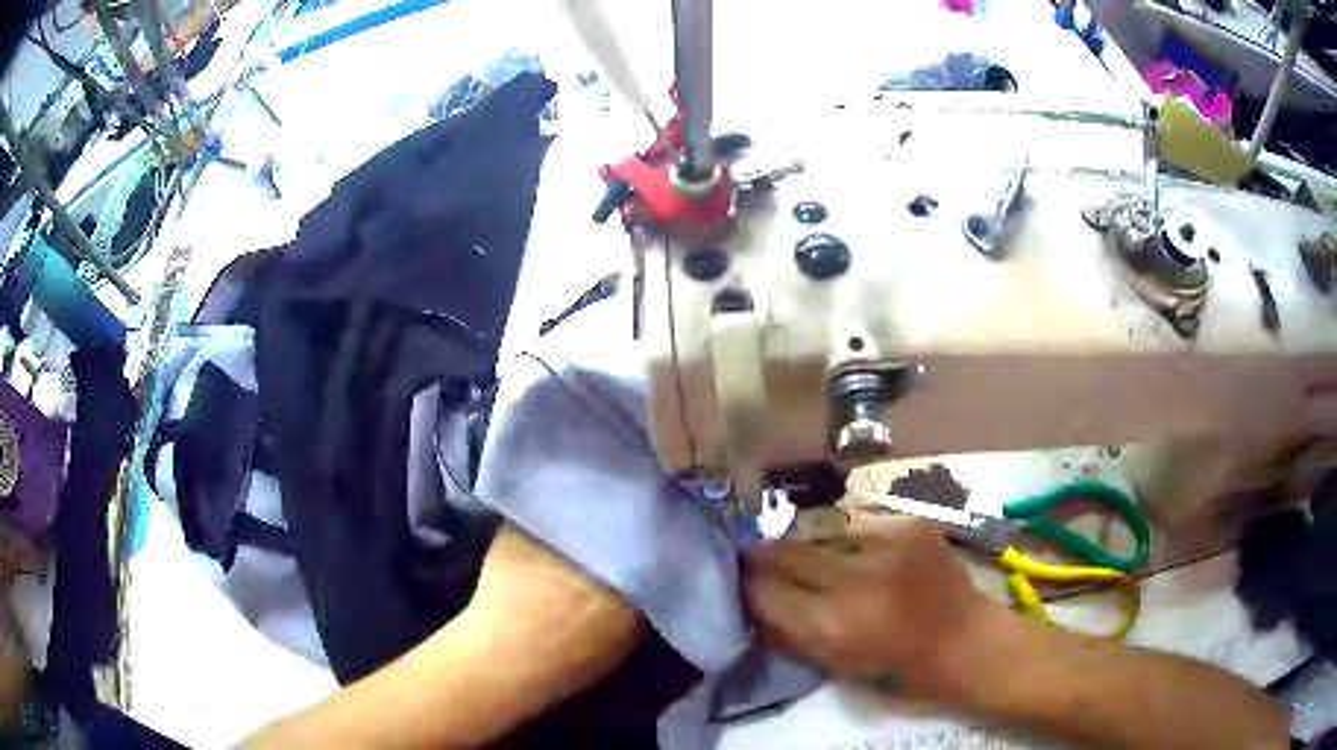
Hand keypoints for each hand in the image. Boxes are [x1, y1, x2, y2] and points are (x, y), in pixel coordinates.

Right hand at [743, 517, 1004, 699]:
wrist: (969, 641)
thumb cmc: (902, 670)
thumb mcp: (837, 665)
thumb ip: (791, 633)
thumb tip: (755, 603)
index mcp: (835, 625)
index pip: (767, 592)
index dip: (748, 584)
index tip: (740, 580)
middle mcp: (857, 578)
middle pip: (789, 552)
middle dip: (766, 554)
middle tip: (754, 554)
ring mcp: (889, 543)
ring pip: (822, 531)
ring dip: (808, 541)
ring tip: (804, 549)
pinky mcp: (912, 523)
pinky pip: (861, 524)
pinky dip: (850, 536)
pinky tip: (856, 547)